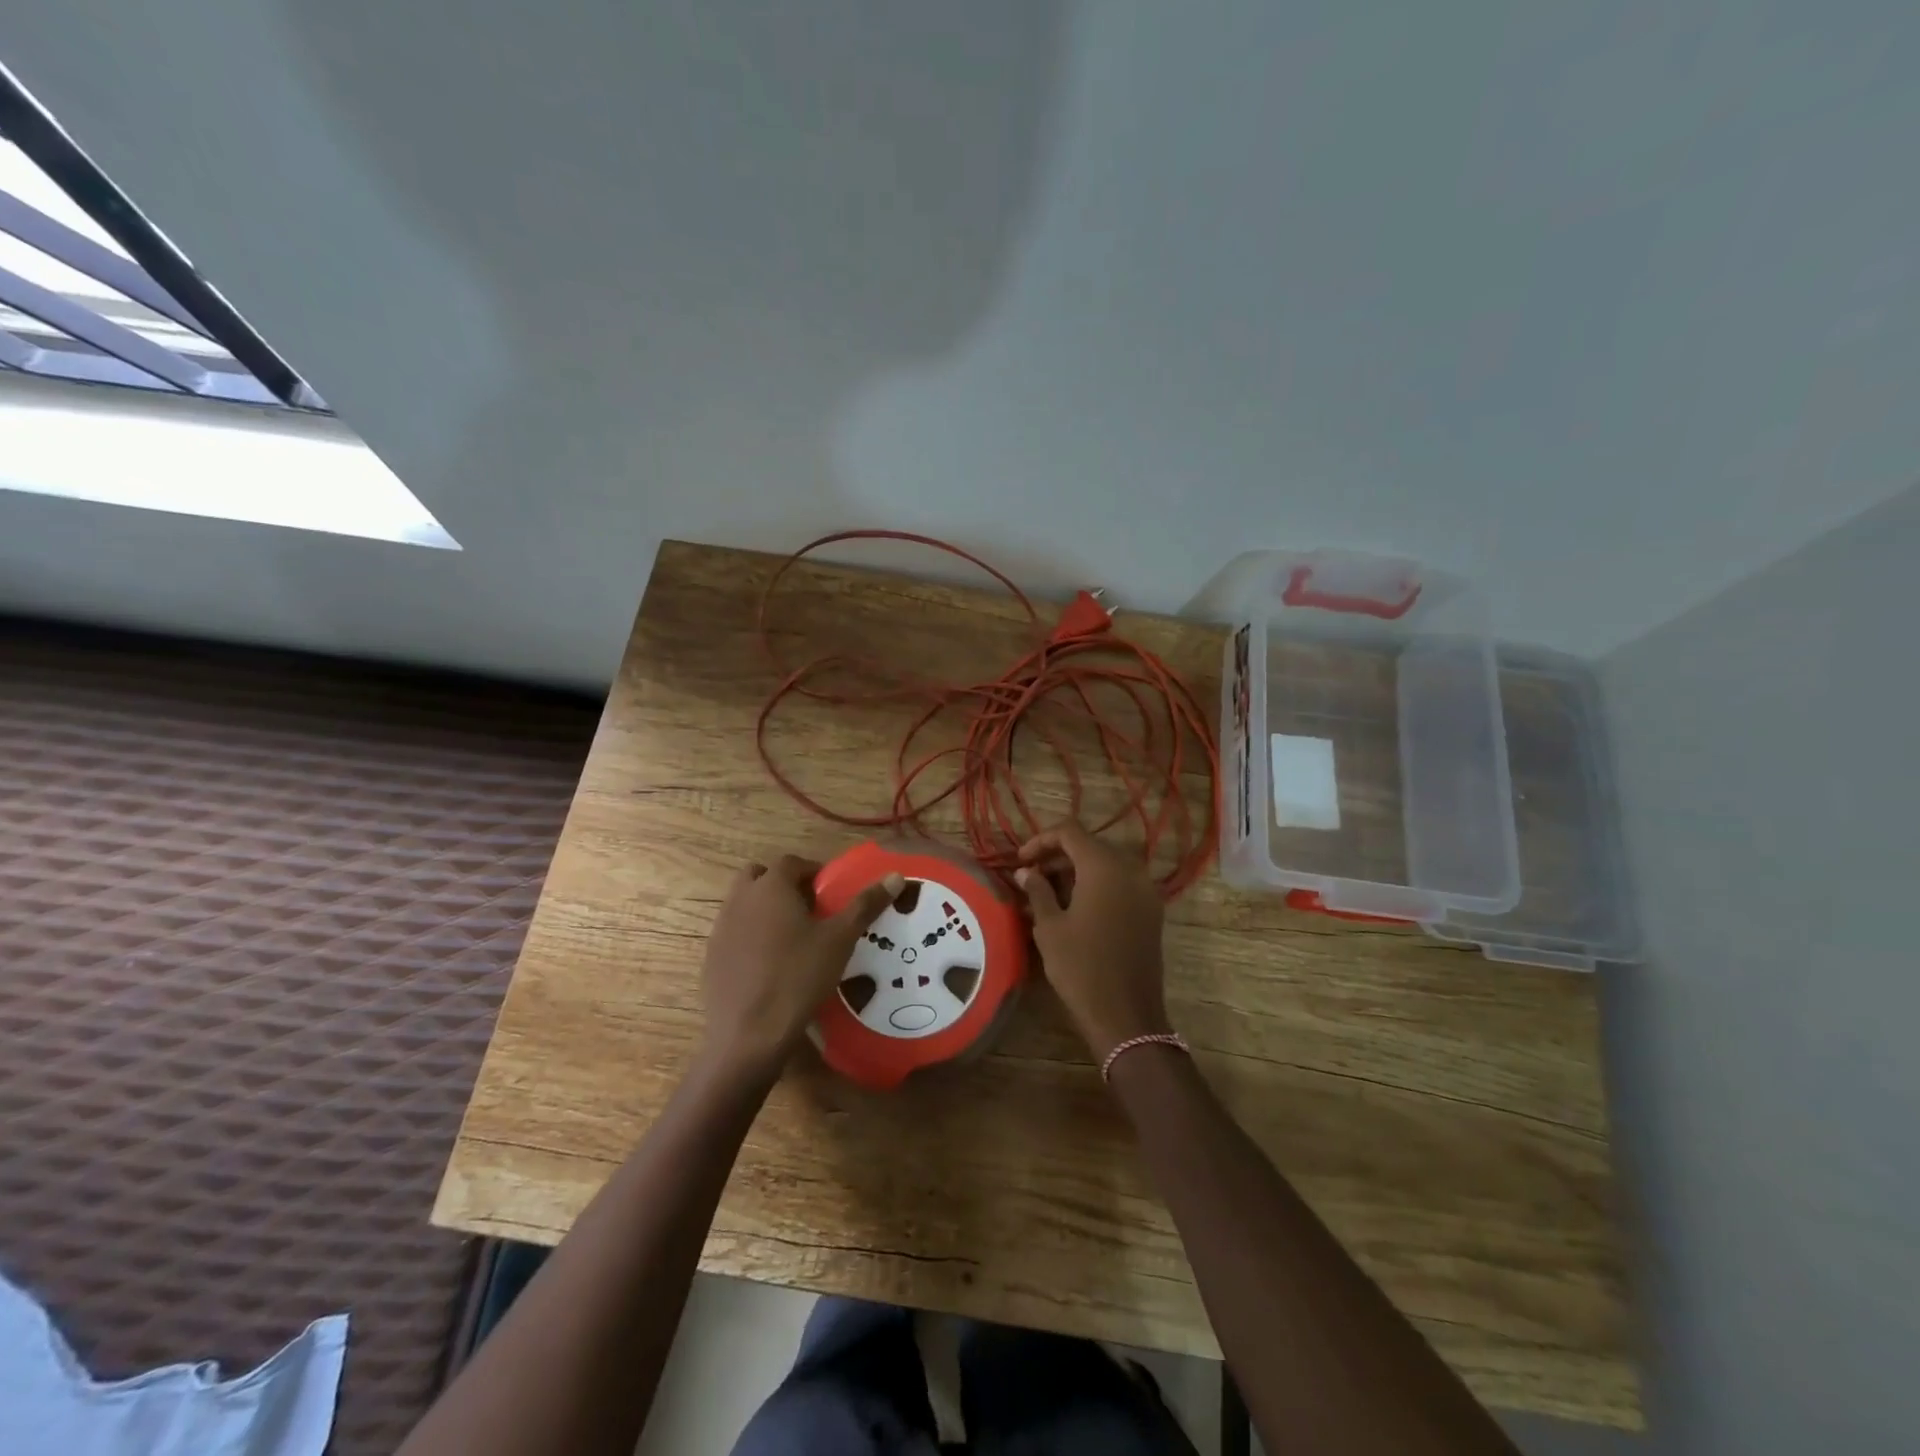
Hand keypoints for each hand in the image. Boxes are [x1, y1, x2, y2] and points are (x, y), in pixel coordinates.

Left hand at [700, 855, 902, 1078]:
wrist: (749, 1034)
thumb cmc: (798, 976)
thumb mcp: (840, 939)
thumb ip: (866, 904)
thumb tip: (896, 876)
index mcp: (770, 887)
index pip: (792, 862)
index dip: (814, 872)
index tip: (831, 893)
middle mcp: (740, 899)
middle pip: (760, 876)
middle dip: (784, 885)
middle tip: (810, 910)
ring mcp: (721, 928)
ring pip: (744, 904)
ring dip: (766, 909)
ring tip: (793, 938)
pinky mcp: (711, 957)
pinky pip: (734, 933)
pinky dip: (751, 937)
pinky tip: (771, 966)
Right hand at [1016, 823, 1171, 1061]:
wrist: (1126, 1015)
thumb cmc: (1081, 967)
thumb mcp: (1050, 927)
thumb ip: (1037, 890)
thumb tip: (1026, 871)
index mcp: (1104, 866)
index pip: (1070, 832)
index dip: (1041, 840)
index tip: (1020, 861)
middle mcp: (1130, 870)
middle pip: (1090, 846)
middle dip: (1058, 856)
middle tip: (1031, 876)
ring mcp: (1145, 890)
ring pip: (1106, 865)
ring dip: (1076, 871)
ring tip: (1047, 893)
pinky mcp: (1151, 911)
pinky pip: (1120, 884)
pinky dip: (1096, 886)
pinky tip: (1074, 907)